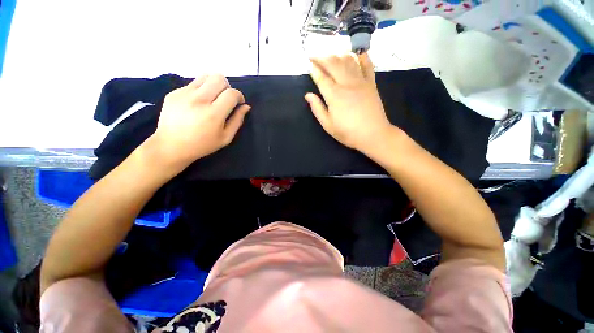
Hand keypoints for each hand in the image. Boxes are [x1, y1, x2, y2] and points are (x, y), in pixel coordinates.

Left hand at [146, 74, 250, 172]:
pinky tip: (197, 103)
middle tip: (225, 98)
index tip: (238, 103)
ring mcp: (184, 94)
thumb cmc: (203, 145)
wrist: (171, 146)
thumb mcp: (226, 137)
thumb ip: (237, 120)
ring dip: (214, 85)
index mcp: (213, 114)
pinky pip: (193, 83)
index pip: (231, 93)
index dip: (239, 96)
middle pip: (219, 78)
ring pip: (205, 76)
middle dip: (227, 86)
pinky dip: (201, 90)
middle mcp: (199, 100)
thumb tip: (246, 106)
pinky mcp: (174, 92)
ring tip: (213, 98)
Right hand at [305, 53, 396, 154]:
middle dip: (322, 57)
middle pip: (333, 64)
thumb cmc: (348, 132)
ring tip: (331, 55)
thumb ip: (317, 109)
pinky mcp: (371, 83)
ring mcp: (361, 81)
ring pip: (348, 61)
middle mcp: (347, 84)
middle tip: (315, 55)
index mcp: (334, 95)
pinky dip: (362, 57)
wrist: (373, 135)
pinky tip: (356, 53)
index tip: (308, 63)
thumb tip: (308, 95)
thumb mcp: (328, 125)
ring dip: (338, 55)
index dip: (314, 69)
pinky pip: (367, 65)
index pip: (322, 77)